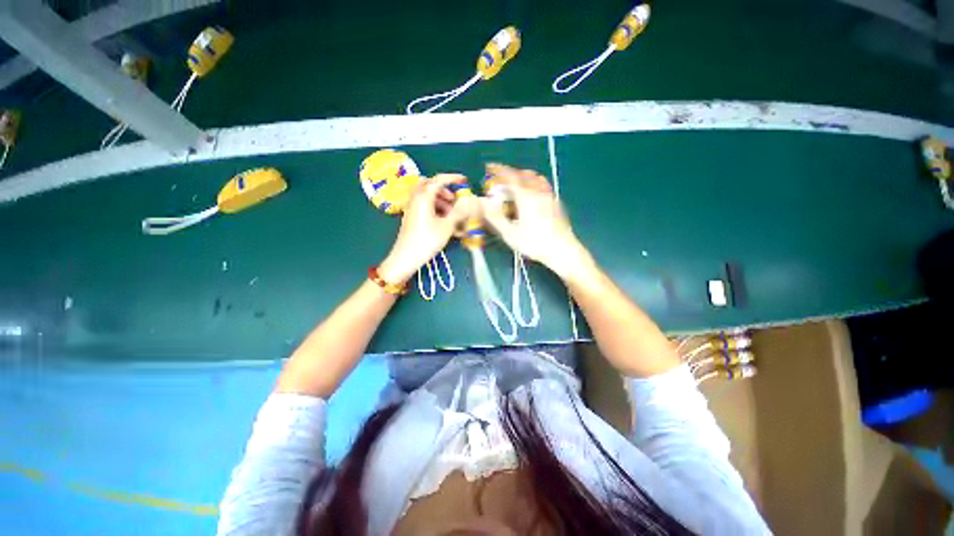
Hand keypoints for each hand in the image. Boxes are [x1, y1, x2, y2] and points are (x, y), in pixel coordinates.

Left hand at [378, 174, 475, 283]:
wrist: (406, 257)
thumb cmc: (427, 240)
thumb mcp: (447, 226)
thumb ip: (459, 212)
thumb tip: (469, 201)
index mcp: (424, 197)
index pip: (439, 180)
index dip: (452, 178)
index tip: (464, 180)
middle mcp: (416, 199)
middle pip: (429, 186)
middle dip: (444, 190)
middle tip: (454, 199)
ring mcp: (412, 208)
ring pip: (427, 197)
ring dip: (440, 202)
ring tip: (451, 216)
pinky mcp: (411, 218)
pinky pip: (424, 207)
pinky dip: (435, 209)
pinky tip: (443, 223)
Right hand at [480, 163, 592, 279]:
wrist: (562, 250)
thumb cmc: (534, 243)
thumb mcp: (510, 234)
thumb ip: (495, 217)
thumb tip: (482, 203)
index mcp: (526, 197)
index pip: (510, 177)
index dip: (499, 170)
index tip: (490, 167)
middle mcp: (539, 192)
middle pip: (524, 175)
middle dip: (510, 173)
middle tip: (500, 178)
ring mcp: (550, 196)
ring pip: (536, 178)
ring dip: (523, 176)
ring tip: (516, 183)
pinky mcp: (557, 203)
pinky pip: (543, 185)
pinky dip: (533, 182)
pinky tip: (532, 193)